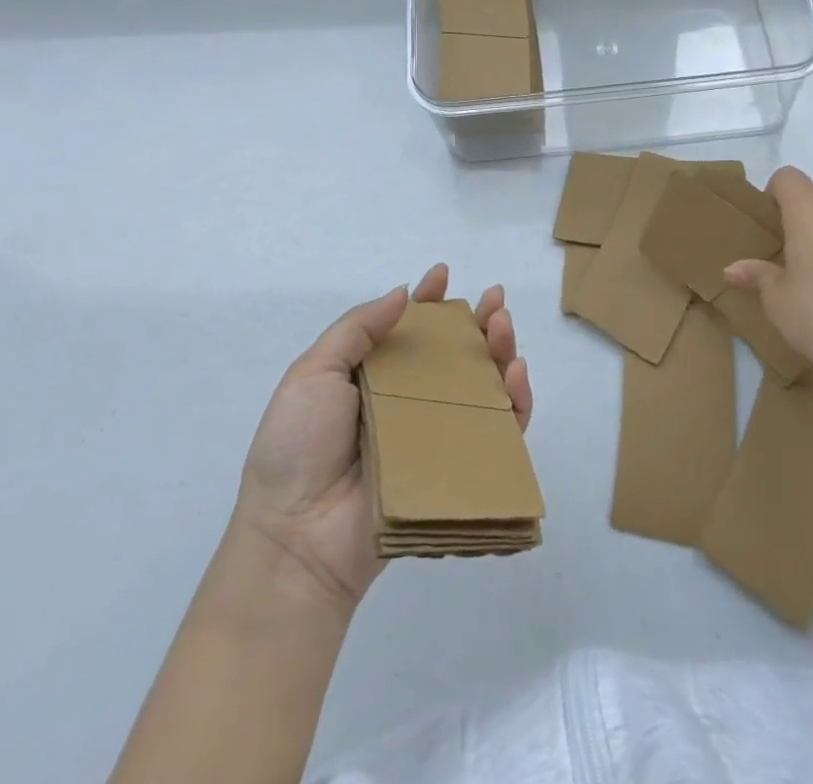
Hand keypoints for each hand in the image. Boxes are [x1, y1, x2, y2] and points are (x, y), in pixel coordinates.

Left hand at [232, 262, 531, 608]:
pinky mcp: (458, 470)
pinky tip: (514, 374)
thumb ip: (356, 329)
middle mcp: (409, 403)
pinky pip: (498, 433)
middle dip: (478, 321)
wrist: (297, 537)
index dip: (429, 301)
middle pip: (455, 355)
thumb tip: (403, 292)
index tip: (442, 274)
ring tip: (502, 326)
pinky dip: (515, 403)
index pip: (410, 331)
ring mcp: (436, 437)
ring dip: (500, 351)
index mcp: (374, 378)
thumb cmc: (297, 447)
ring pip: (483, 387)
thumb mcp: (312, 374)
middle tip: (493, 300)